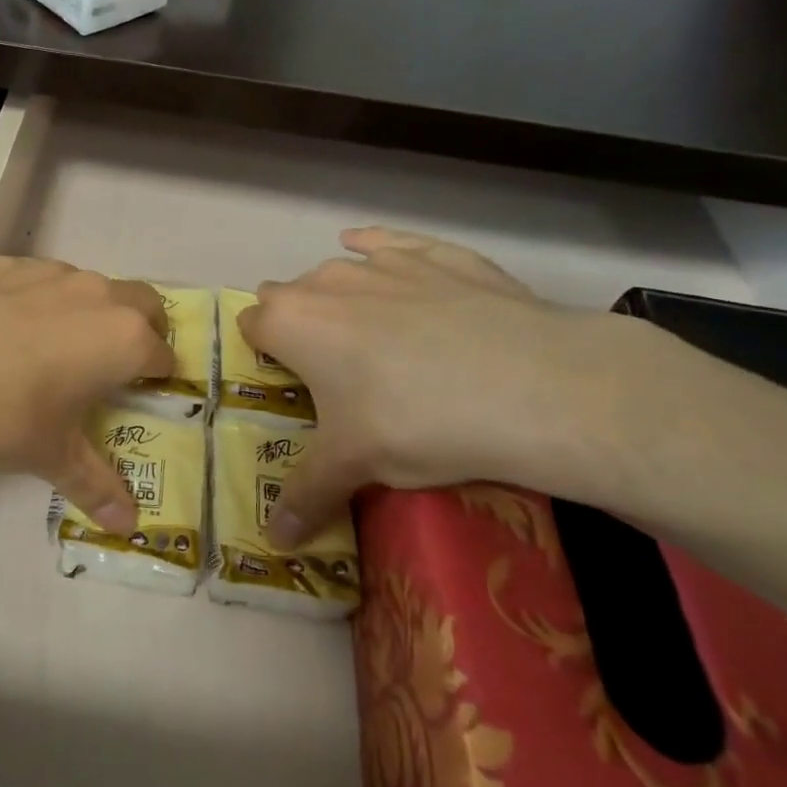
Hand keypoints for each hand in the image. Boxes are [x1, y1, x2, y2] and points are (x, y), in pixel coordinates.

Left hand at [0, 259, 172, 531]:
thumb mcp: (48, 455)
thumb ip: (95, 485)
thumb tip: (129, 527)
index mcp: (122, 339)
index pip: (163, 355)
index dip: (158, 378)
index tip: (142, 395)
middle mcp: (94, 294)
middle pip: (142, 303)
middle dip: (140, 330)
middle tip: (112, 365)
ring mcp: (46, 271)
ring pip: (86, 286)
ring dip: (86, 312)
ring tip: (49, 349)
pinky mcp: (1, 262)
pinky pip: (35, 279)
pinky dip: (34, 300)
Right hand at [240, 228, 635, 547]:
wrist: (534, 387)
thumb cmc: (418, 423)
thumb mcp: (355, 465)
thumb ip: (306, 496)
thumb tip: (274, 544)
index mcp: (293, 322)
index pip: (252, 325)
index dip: (263, 353)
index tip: (286, 382)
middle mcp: (327, 281)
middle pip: (288, 294)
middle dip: (298, 325)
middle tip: (331, 372)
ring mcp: (384, 261)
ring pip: (339, 271)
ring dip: (340, 297)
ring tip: (371, 336)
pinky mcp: (437, 254)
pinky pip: (392, 242)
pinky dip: (381, 251)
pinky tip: (384, 259)